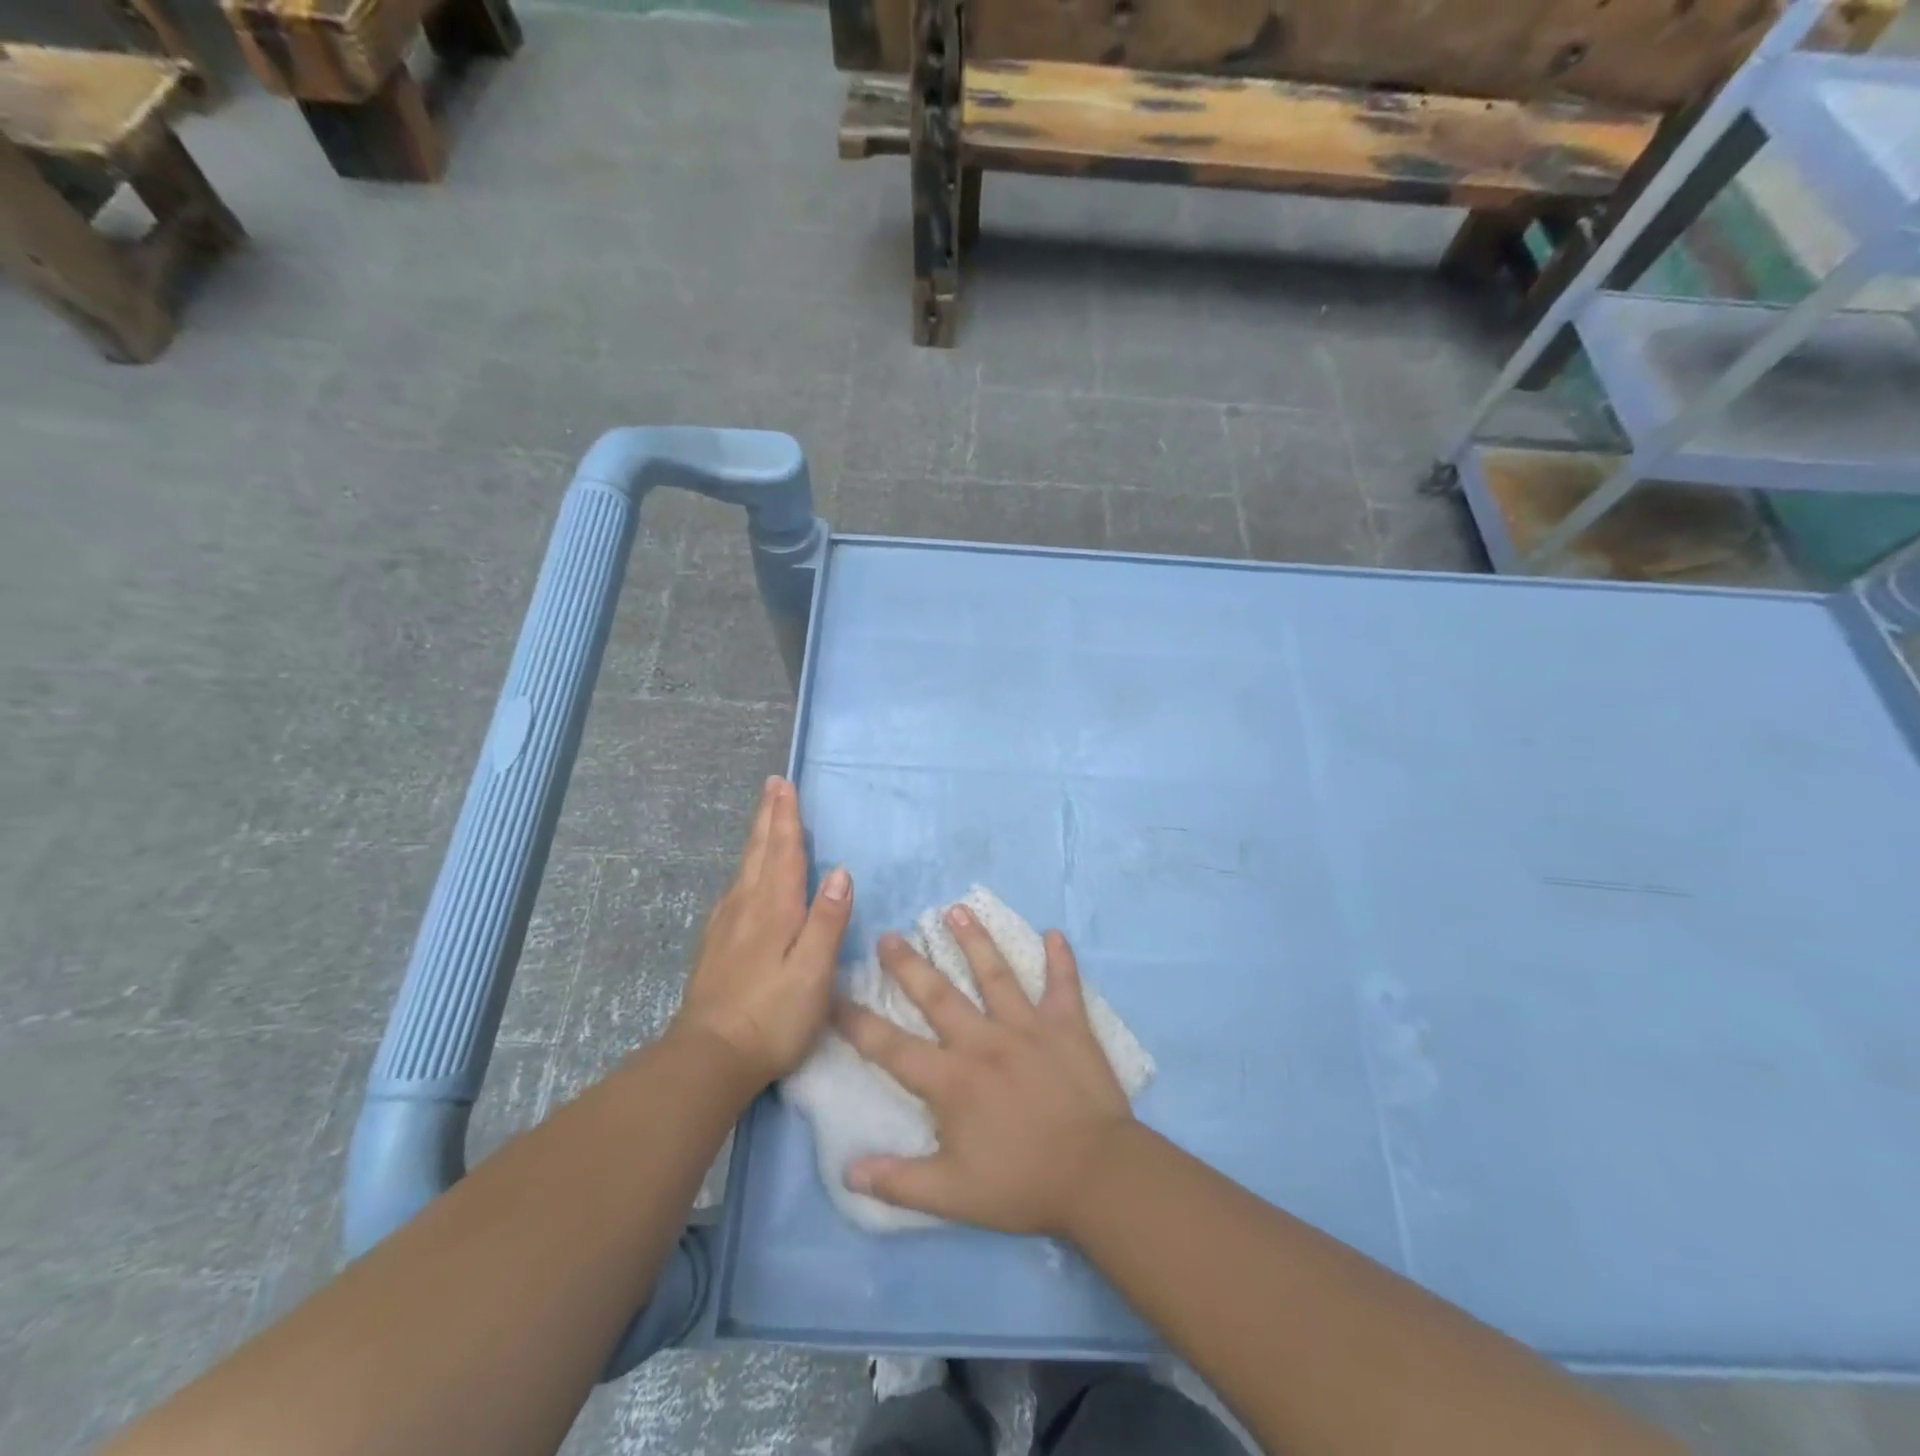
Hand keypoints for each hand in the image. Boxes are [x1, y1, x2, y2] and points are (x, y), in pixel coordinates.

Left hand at [671, 777, 852, 1085]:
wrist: (709, 1058)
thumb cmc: (772, 1016)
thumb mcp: (813, 972)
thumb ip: (828, 921)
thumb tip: (841, 871)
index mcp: (774, 908)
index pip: (784, 852)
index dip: (786, 818)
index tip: (784, 785)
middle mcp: (747, 907)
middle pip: (759, 852)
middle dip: (769, 817)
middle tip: (772, 786)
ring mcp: (726, 926)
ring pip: (744, 869)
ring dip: (757, 838)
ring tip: (763, 820)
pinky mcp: (716, 946)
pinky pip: (734, 890)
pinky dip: (745, 869)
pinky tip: (744, 879)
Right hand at [834, 908, 1133, 1236]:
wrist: (1097, 1175)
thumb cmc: (1022, 1185)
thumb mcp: (952, 1196)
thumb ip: (899, 1182)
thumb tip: (848, 1173)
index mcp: (952, 1080)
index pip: (892, 1048)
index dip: (858, 1024)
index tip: (833, 997)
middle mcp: (984, 1041)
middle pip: (938, 995)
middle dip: (909, 965)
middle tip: (888, 936)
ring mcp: (1027, 1027)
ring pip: (995, 974)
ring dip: (976, 940)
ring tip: (957, 910)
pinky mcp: (1067, 1025)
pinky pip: (1063, 985)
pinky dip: (1060, 960)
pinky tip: (1055, 934)